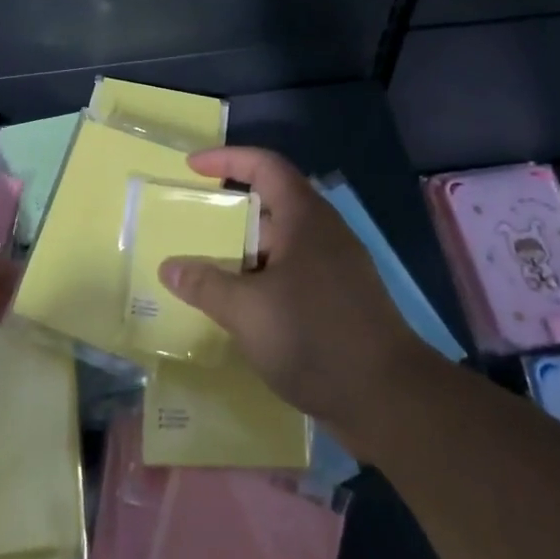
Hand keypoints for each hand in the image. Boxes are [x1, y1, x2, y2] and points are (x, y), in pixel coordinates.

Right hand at [160, 147, 430, 445]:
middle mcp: (322, 235)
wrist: (390, 399)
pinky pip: (290, 276)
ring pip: (279, 247)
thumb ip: (205, 285)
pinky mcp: (339, 302)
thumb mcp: (248, 310)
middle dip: (228, 215)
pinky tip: (238, 310)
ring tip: (204, 272)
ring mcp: (334, 269)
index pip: (265, 166)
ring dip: (242, 255)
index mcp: (305, 219)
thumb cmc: (315, 337)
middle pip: (270, 207)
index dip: (227, 159)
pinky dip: (260, 282)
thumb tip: (169, 266)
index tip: (191, 167)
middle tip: (189, 228)